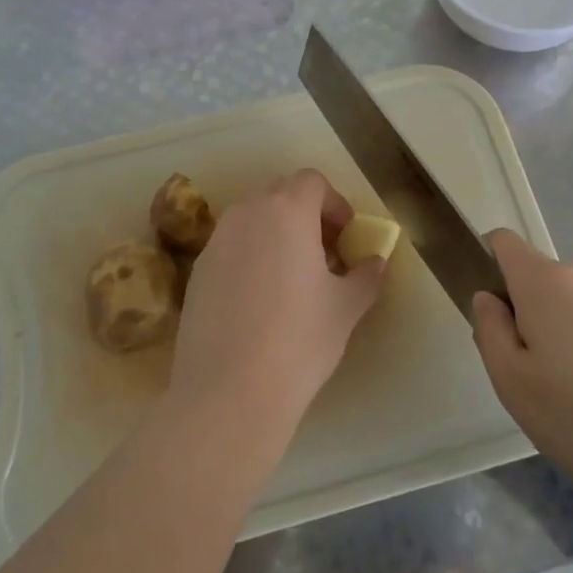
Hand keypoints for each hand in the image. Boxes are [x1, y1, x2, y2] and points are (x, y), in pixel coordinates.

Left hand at [170, 169, 386, 440]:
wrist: (229, 391)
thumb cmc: (299, 340)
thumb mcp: (346, 308)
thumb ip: (365, 276)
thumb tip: (375, 263)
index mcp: (286, 211)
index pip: (311, 181)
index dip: (334, 203)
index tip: (345, 236)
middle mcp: (246, 214)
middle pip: (279, 193)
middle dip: (305, 213)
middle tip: (324, 252)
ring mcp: (216, 242)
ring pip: (251, 219)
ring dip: (276, 232)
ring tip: (293, 276)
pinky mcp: (197, 271)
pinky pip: (230, 246)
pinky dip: (250, 255)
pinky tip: (260, 300)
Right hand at [471, 230, 572, 511]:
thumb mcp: (511, 381)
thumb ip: (489, 328)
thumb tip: (488, 298)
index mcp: (544, 280)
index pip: (503, 241)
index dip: (486, 264)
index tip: (490, 312)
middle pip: (536, 277)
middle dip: (525, 312)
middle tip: (530, 372)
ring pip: (567, 301)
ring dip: (557, 330)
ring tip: (569, 391)